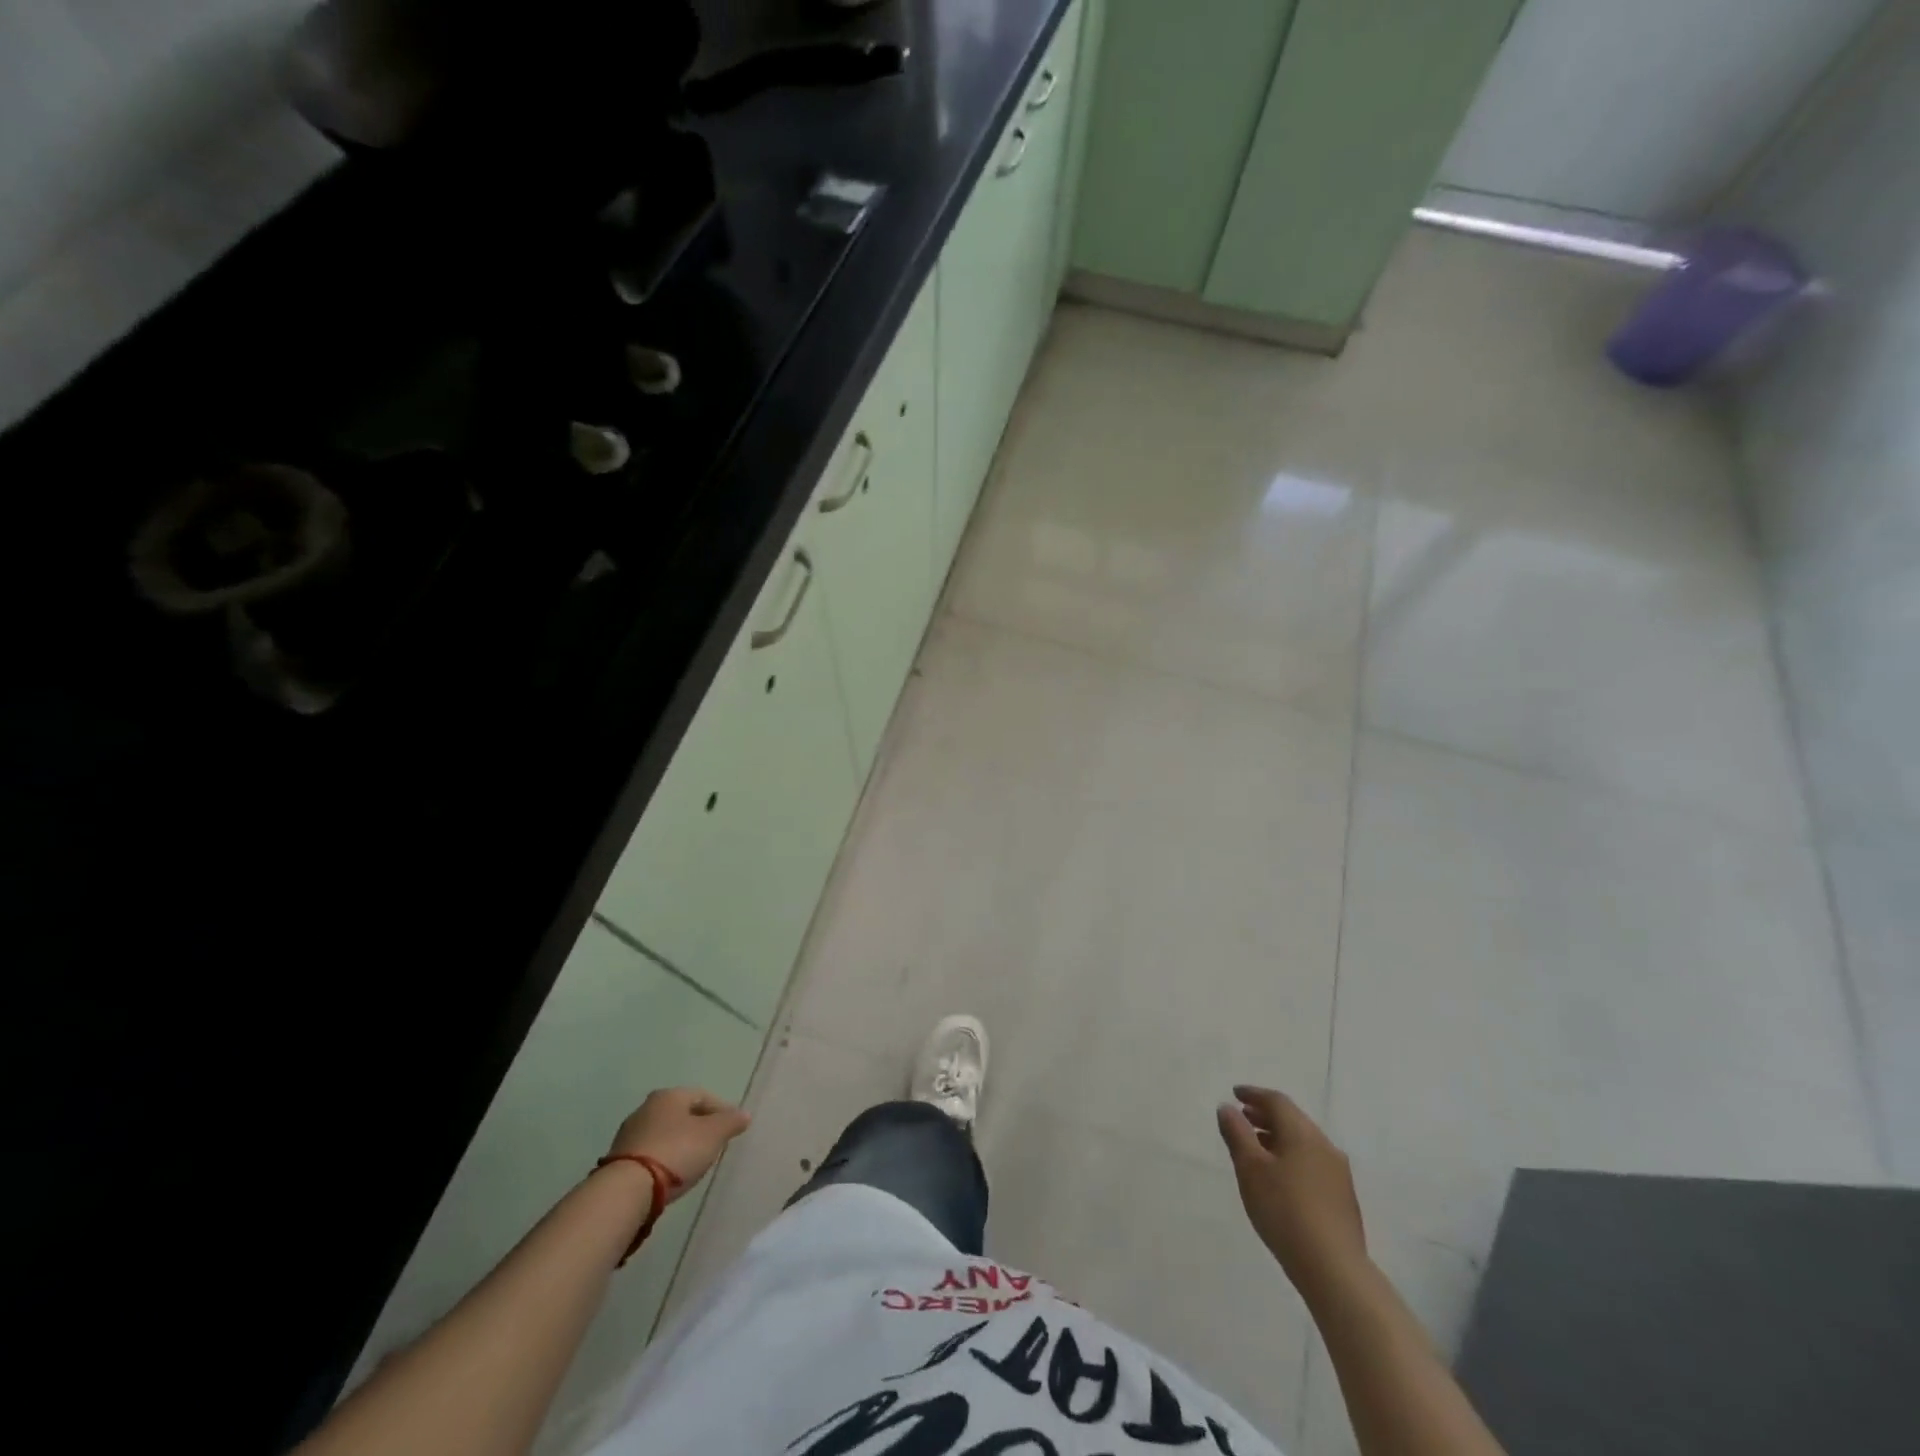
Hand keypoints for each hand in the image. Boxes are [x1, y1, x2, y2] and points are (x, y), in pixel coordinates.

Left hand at [608, 1087, 750, 1199]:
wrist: (627, 1190)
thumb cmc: (676, 1151)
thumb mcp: (713, 1135)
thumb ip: (731, 1122)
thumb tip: (744, 1114)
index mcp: (669, 1095)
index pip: (703, 1096)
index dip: (721, 1111)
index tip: (732, 1129)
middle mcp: (647, 1108)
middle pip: (681, 1114)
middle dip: (699, 1127)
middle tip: (713, 1145)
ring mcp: (629, 1134)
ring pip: (664, 1133)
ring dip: (679, 1144)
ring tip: (693, 1163)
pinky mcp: (618, 1159)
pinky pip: (650, 1153)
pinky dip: (663, 1159)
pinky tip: (670, 1175)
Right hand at [1217, 1086, 1367, 1302]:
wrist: (1334, 1269)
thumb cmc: (1284, 1210)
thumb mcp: (1250, 1169)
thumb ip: (1236, 1134)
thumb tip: (1227, 1108)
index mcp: (1302, 1133)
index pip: (1276, 1101)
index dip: (1253, 1094)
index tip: (1234, 1094)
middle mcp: (1324, 1145)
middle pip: (1293, 1119)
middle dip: (1265, 1115)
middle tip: (1242, 1117)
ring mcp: (1338, 1173)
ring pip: (1303, 1142)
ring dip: (1278, 1137)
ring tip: (1257, 1147)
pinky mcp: (1343, 1197)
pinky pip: (1312, 1162)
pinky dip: (1292, 1156)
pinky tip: (1280, 1177)